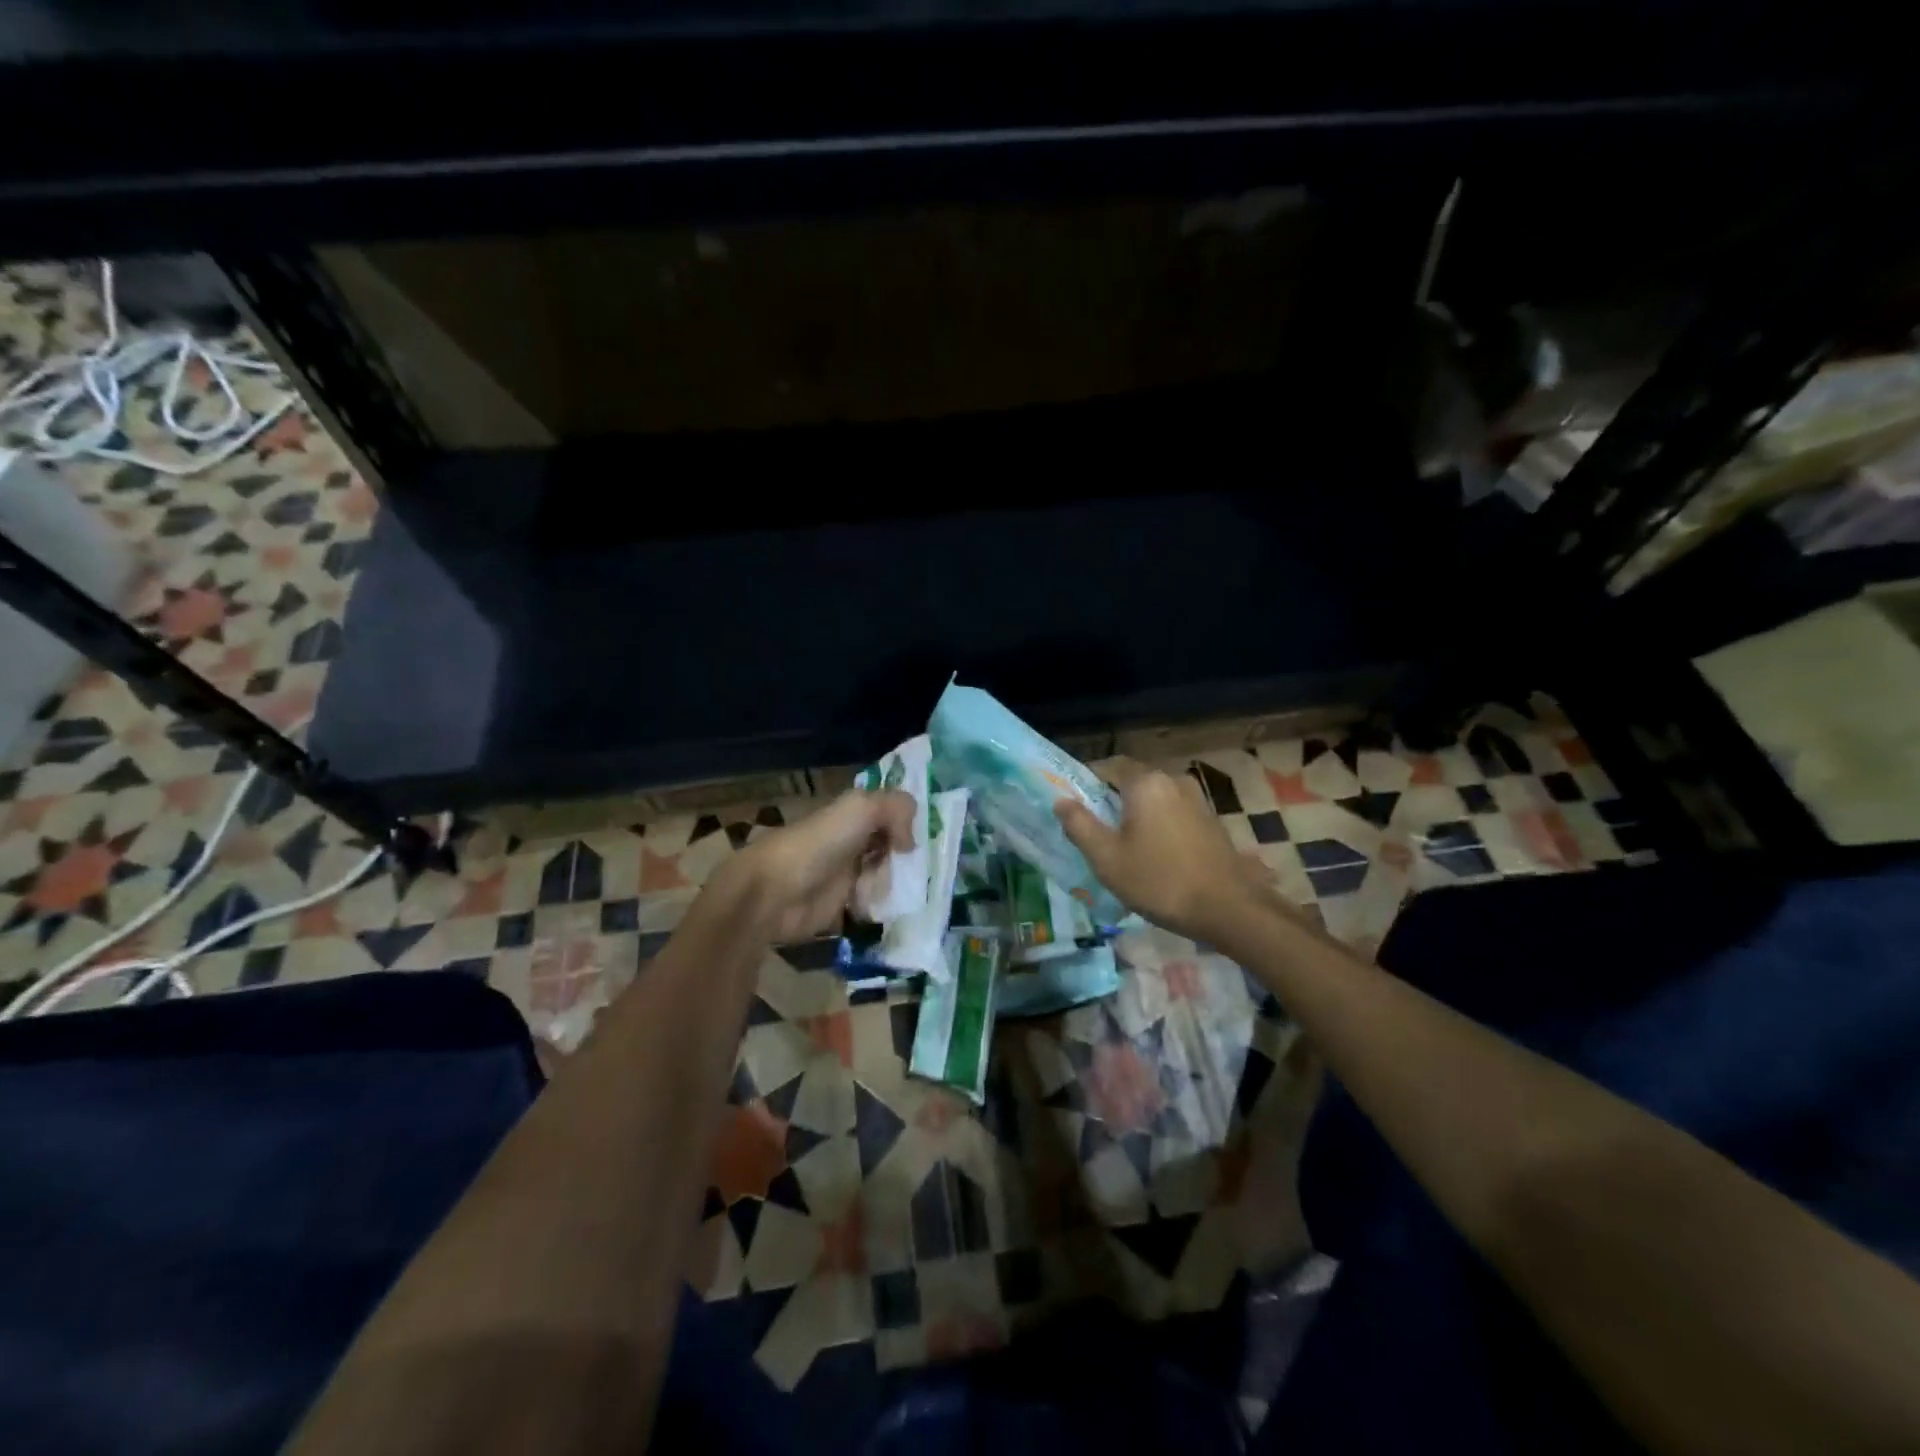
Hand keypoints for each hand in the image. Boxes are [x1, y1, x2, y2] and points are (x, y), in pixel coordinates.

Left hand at [715, 789, 916, 941]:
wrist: (775, 892)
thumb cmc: (819, 843)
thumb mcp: (862, 808)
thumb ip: (897, 809)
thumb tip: (909, 842)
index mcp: (851, 813)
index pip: (889, 812)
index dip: (906, 822)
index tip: (920, 838)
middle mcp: (851, 840)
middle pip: (890, 845)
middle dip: (903, 857)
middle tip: (908, 867)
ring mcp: (845, 873)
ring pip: (884, 875)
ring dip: (892, 883)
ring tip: (891, 890)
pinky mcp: (840, 905)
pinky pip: (871, 903)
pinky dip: (879, 906)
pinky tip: (878, 907)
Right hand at [1054, 757, 1260, 939]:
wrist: (1228, 908)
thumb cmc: (1159, 881)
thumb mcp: (1107, 858)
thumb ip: (1080, 825)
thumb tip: (1060, 800)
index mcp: (1145, 782)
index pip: (1107, 765)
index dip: (1086, 782)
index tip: (1073, 805)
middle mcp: (1172, 780)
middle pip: (1131, 780)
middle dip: (1110, 800)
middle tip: (1094, 830)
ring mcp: (1196, 799)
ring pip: (1153, 798)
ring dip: (1136, 814)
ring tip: (1123, 845)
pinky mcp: (1210, 819)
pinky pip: (1172, 812)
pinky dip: (1157, 824)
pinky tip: (1153, 853)